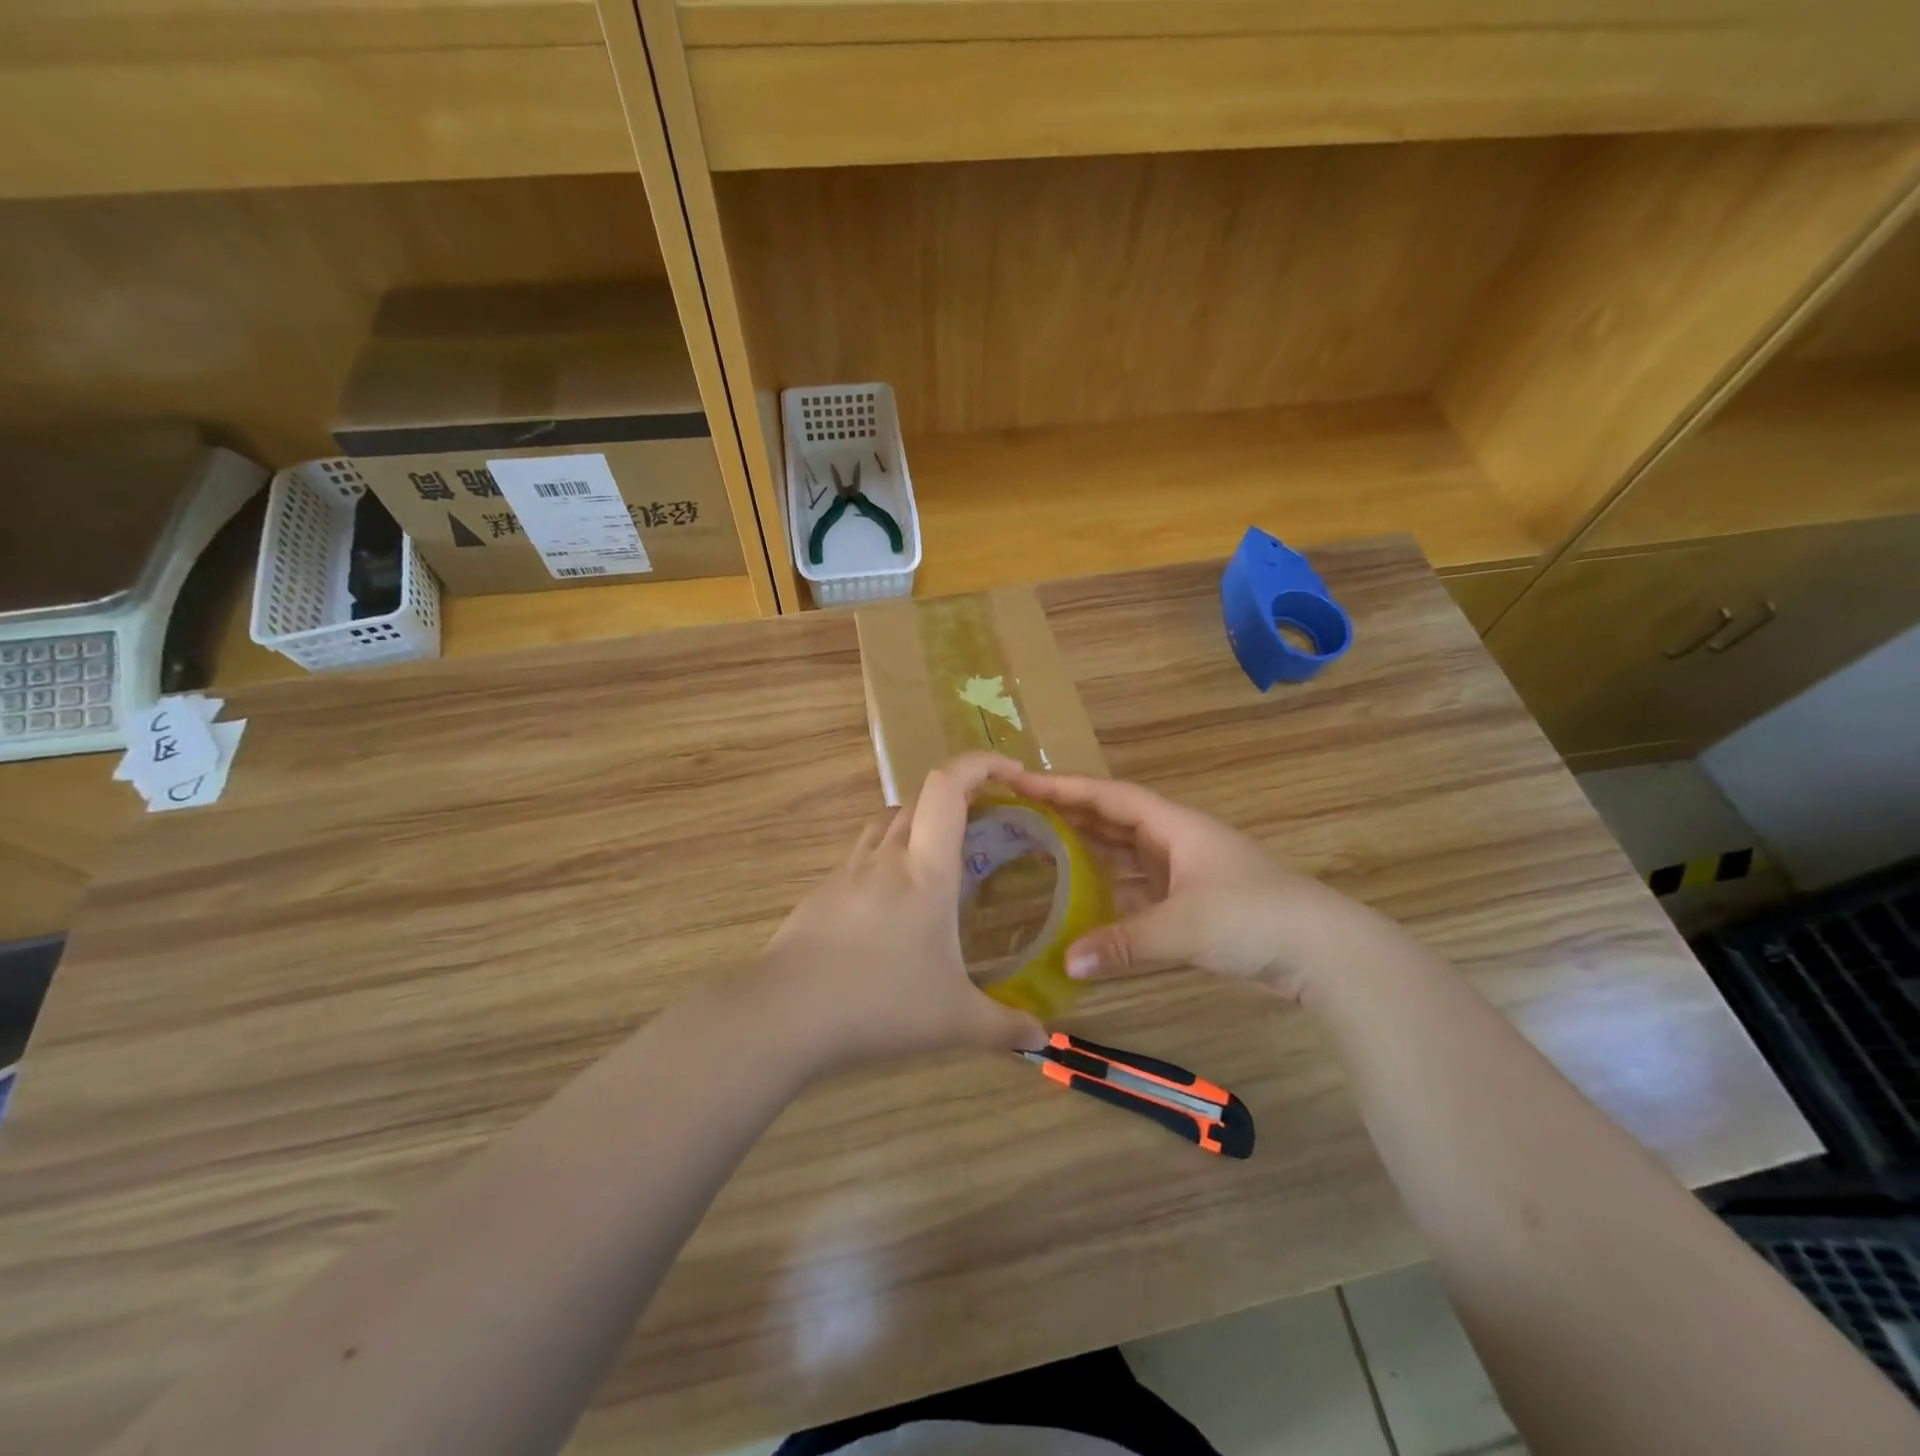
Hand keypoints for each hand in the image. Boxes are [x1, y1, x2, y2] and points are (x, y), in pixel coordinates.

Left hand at [760, 754, 1047, 1069]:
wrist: (785, 1013)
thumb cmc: (879, 1003)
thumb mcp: (952, 1021)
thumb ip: (1003, 1026)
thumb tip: (1042, 1037)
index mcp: (926, 870)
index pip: (948, 787)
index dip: (980, 764)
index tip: (1011, 773)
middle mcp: (887, 856)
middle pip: (920, 796)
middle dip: (958, 795)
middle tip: (986, 823)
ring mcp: (849, 870)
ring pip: (888, 821)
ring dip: (919, 823)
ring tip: (940, 859)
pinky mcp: (824, 891)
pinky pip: (864, 855)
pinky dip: (887, 858)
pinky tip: (894, 904)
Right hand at [999, 769, 1368, 1001]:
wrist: (1324, 952)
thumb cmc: (1253, 918)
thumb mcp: (1183, 927)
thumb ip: (1123, 943)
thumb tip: (1067, 963)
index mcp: (1174, 826)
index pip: (1109, 796)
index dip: (1065, 787)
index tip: (1022, 782)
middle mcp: (1177, 841)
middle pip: (1114, 819)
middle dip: (1071, 814)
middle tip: (1022, 815)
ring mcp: (1187, 873)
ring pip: (1127, 854)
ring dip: (1090, 852)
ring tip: (1043, 853)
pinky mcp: (1195, 904)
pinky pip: (1140, 889)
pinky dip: (1112, 893)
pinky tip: (1086, 907)